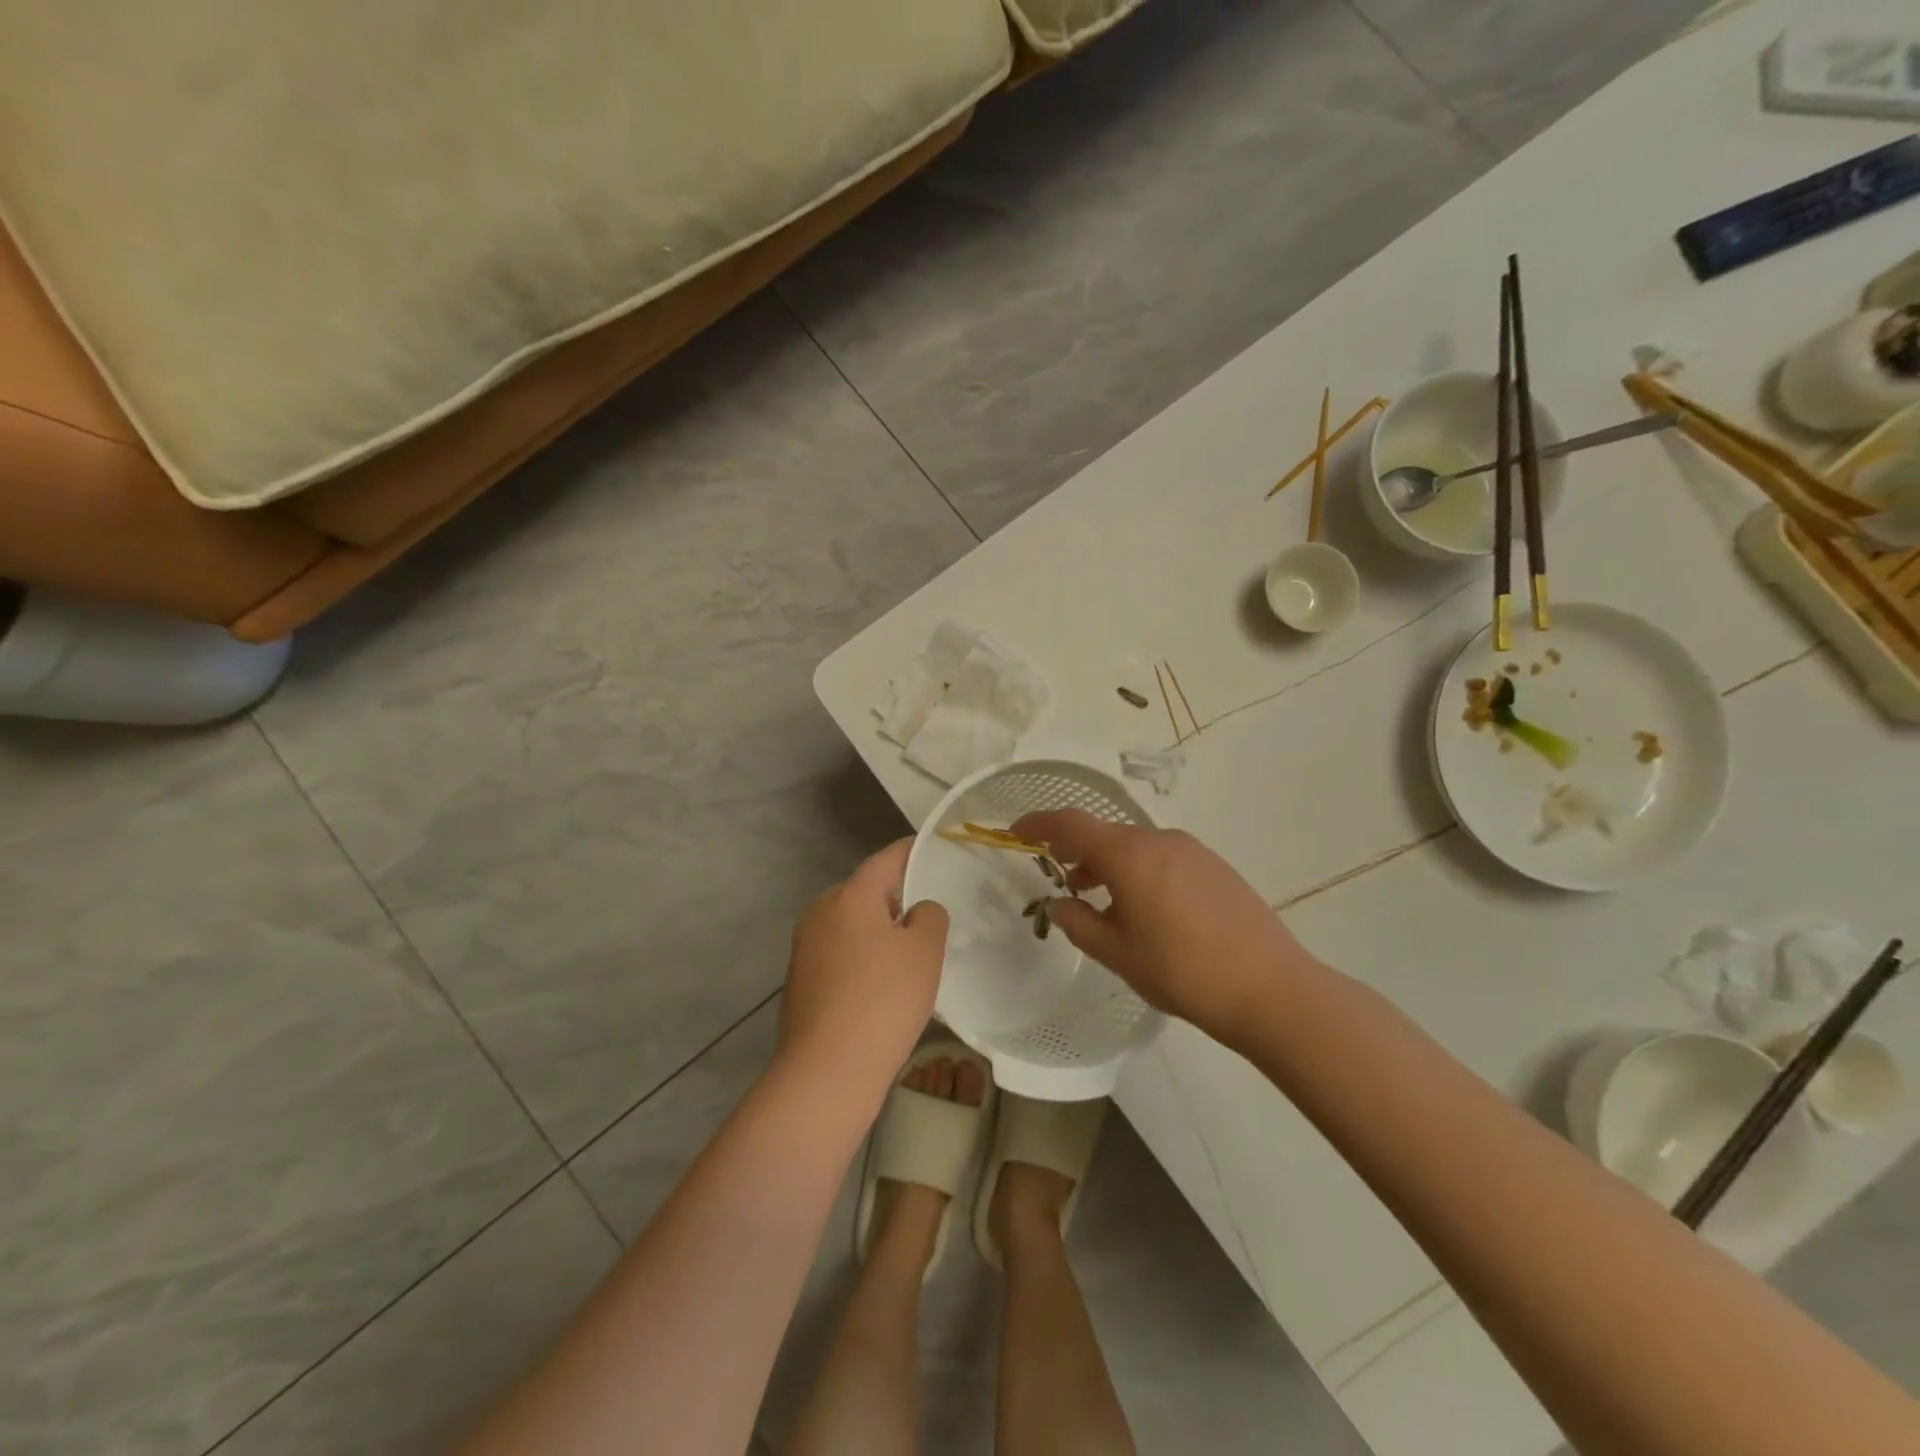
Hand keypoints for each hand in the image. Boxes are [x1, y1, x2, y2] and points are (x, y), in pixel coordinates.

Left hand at [777, 839, 947, 1095]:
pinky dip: (862, 958)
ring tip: (911, 953)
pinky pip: (840, 954)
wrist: (826, 1072)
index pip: (886, 859)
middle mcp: (821, 912)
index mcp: (850, 896)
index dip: (913, 852)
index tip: (936, 850)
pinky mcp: (800, 980)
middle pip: (866, 892)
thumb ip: (929, 916)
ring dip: (879, 931)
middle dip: (897, 898)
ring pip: (852, 924)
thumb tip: (916, 911)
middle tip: (930, 913)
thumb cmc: (883, 1000)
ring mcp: (805, 947)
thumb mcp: (924, 951)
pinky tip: (882, 987)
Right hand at [1012, 809, 1316, 1044]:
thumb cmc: (1182, 972)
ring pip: (1135, 845)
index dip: (1039, 823)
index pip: (1071, 824)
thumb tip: (1058, 903)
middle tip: (1059, 877)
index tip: (1017, 832)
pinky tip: (1143, 907)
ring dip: (1108, 862)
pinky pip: (1162, 856)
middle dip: (1075, 849)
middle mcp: (1159, 840)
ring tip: (1098, 898)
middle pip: (1105, 833)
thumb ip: (1079, 923)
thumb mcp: (1118, 953)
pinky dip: (1138, 869)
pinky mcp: (1214, 866)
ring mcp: (1192, 850)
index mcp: (1130, 854)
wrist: (1271, 988)